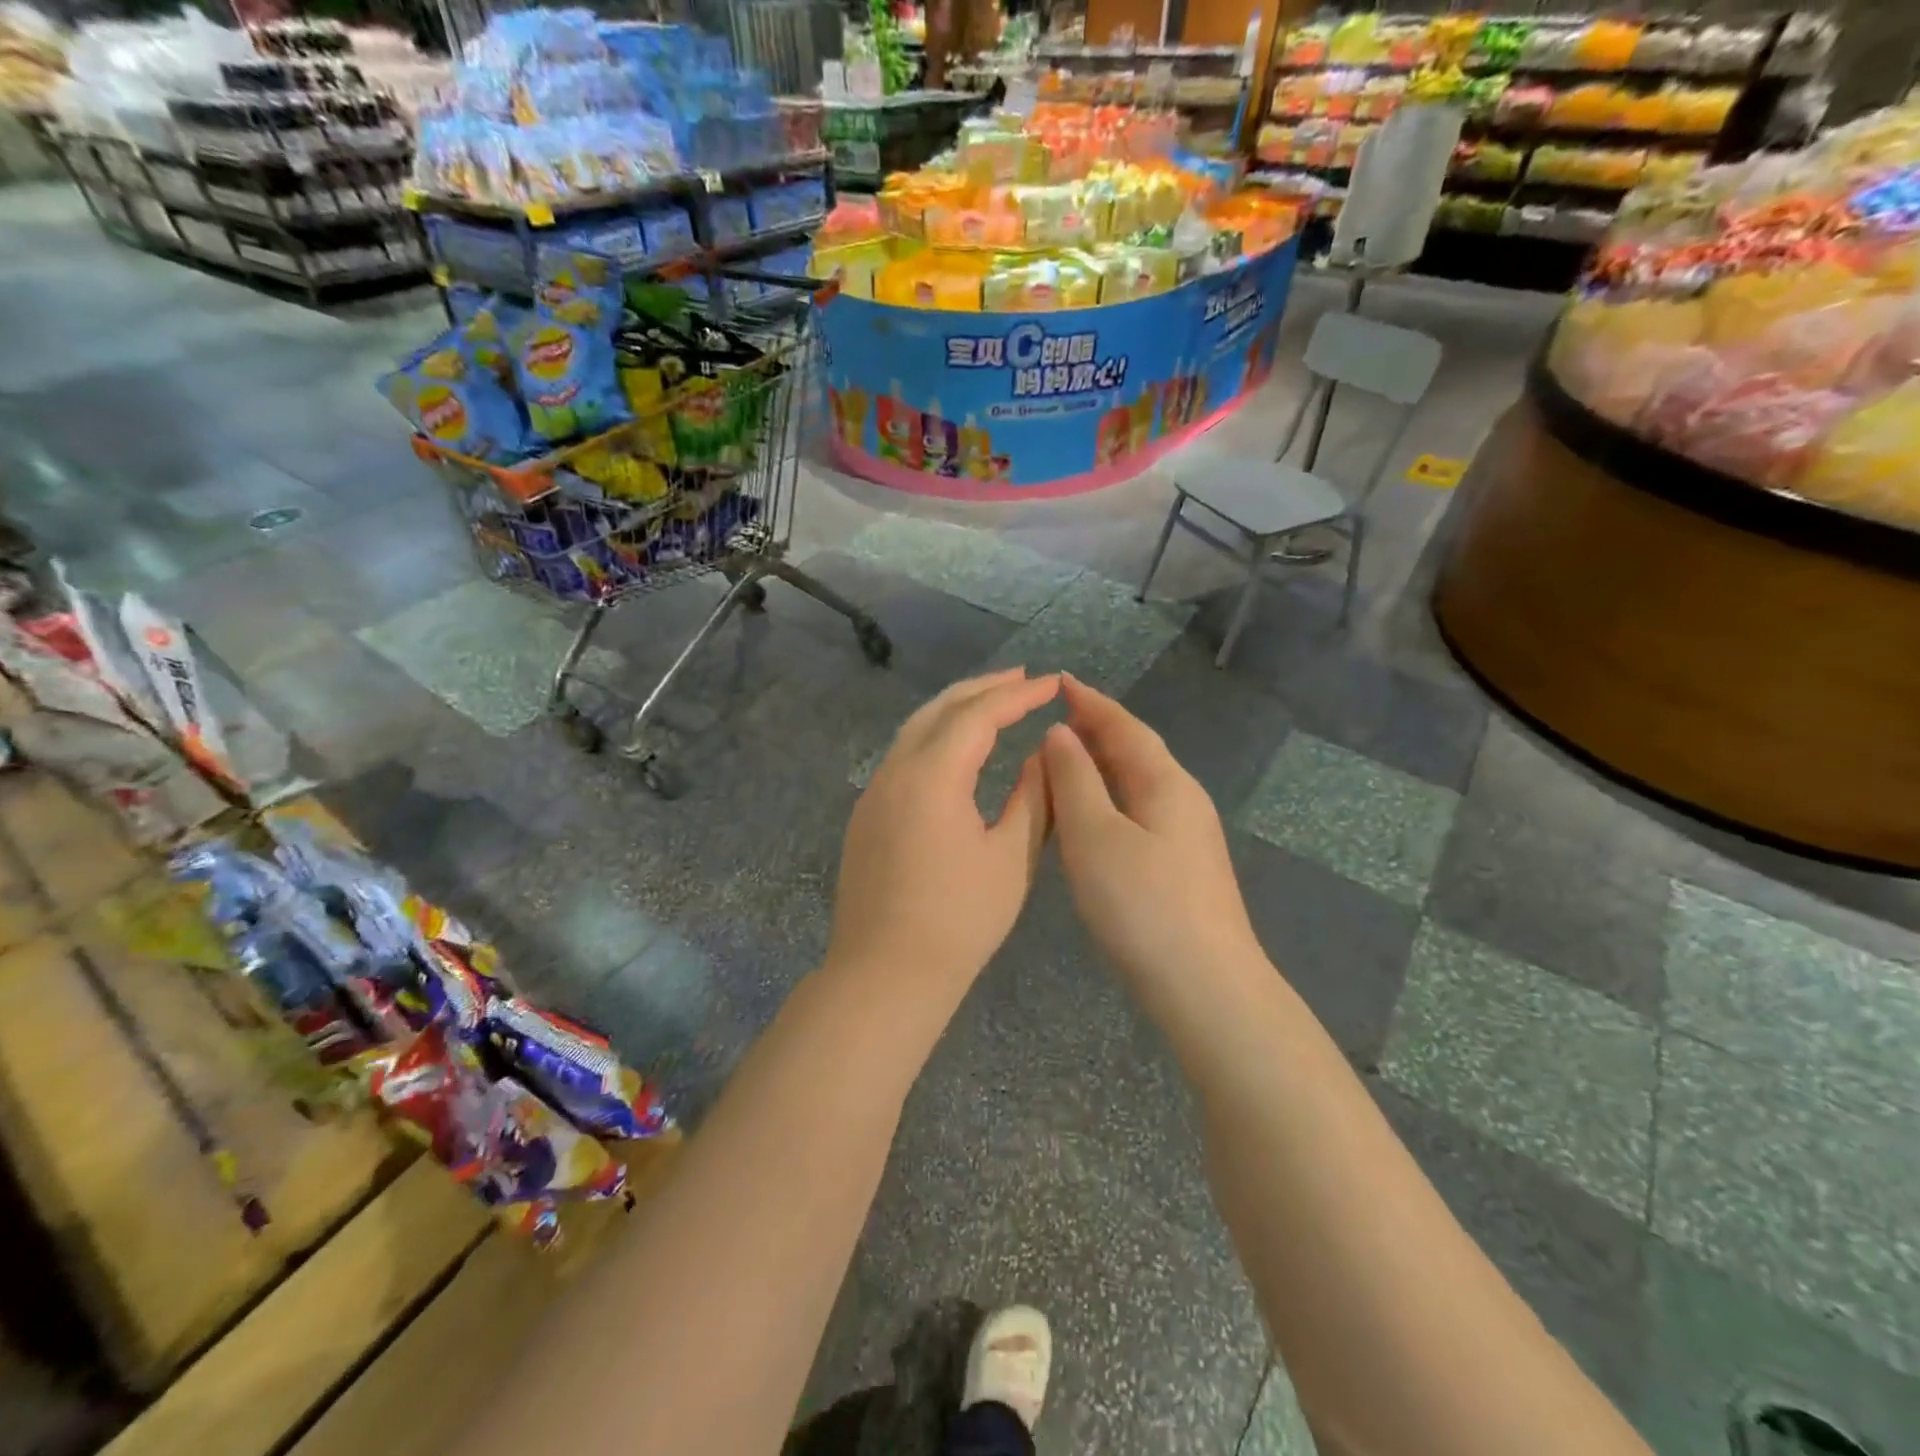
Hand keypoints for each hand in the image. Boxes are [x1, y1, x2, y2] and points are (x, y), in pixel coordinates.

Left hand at [828, 669, 1059, 994]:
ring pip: (915, 729)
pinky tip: (956, 748)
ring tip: (993, 702)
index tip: (1053, 684)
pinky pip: (902, 755)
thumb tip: (1045, 756)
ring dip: (955, 709)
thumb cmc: (959, 921)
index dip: (1018, 695)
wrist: (885, 973)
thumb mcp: (1011, 858)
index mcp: (932, 776)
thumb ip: (1034, 798)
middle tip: (1023, 679)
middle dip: (983, 689)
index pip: (978, 715)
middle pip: (940, 709)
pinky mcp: (867, 814)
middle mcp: (895, 770)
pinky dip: (934, 737)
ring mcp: (874, 791)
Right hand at [1042, 674, 1261, 993]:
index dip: (1091, 702)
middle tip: (1056, 715)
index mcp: (1165, 782)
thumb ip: (1074, 779)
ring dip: (1101, 764)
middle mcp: (1182, 799)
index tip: (1061, 680)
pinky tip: (1091, 814)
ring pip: (1138, 783)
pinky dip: (1108, 797)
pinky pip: (1138, 810)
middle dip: (1097, 729)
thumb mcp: (1094, 836)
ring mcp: (1187, 835)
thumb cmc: (1142, 904)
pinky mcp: (1181, 866)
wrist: (1205, 986)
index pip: (1124, 726)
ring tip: (1065, 757)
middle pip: (1136, 751)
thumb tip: (1060, 733)